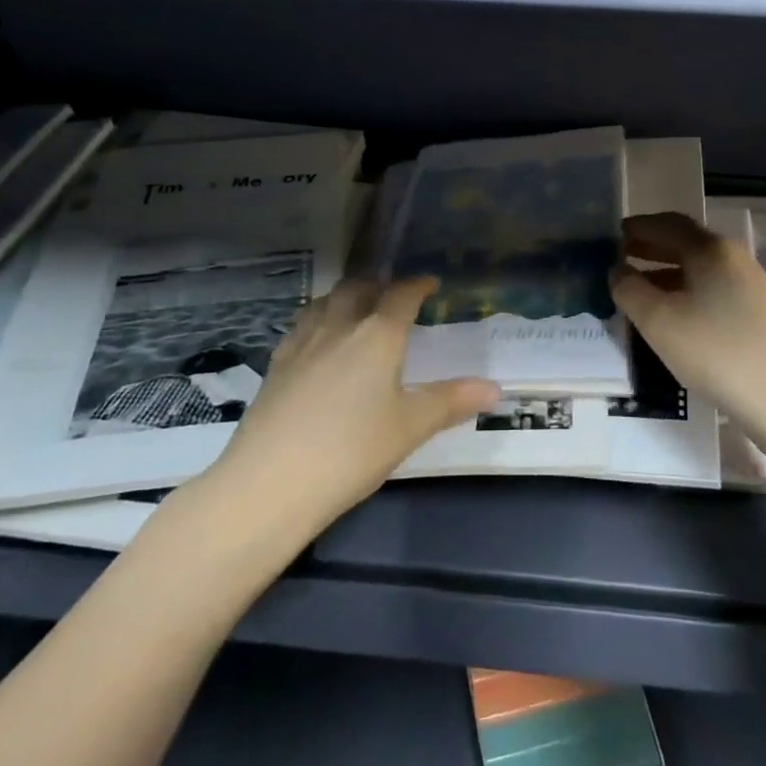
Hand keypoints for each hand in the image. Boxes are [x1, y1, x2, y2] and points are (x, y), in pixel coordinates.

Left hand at [216, 277, 499, 526]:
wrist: (269, 482)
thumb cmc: (351, 451)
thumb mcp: (409, 428)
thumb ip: (451, 402)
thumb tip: (496, 389)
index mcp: (377, 335)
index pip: (401, 295)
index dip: (418, 285)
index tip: (430, 283)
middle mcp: (339, 326)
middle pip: (358, 288)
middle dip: (378, 285)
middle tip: (392, 296)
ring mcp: (302, 342)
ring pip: (325, 301)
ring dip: (345, 296)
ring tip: (356, 309)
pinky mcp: (276, 364)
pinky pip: (302, 324)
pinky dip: (318, 319)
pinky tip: (318, 341)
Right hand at [612, 213, 765, 437]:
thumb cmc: (715, 350)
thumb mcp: (657, 320)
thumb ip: (628, 288)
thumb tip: (617, 270)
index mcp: (710, 248)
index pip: (668, 223)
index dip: (638, 226)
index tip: (612, 235)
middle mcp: (733, 257)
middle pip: (685, 242)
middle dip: (651, 247)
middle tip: (620, 257)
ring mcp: (749, 285)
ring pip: (698, 268)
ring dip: (665, 271)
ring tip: (638, 288)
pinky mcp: (756, 312)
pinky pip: (711, 288)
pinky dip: (684, 290)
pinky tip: (671, 314)